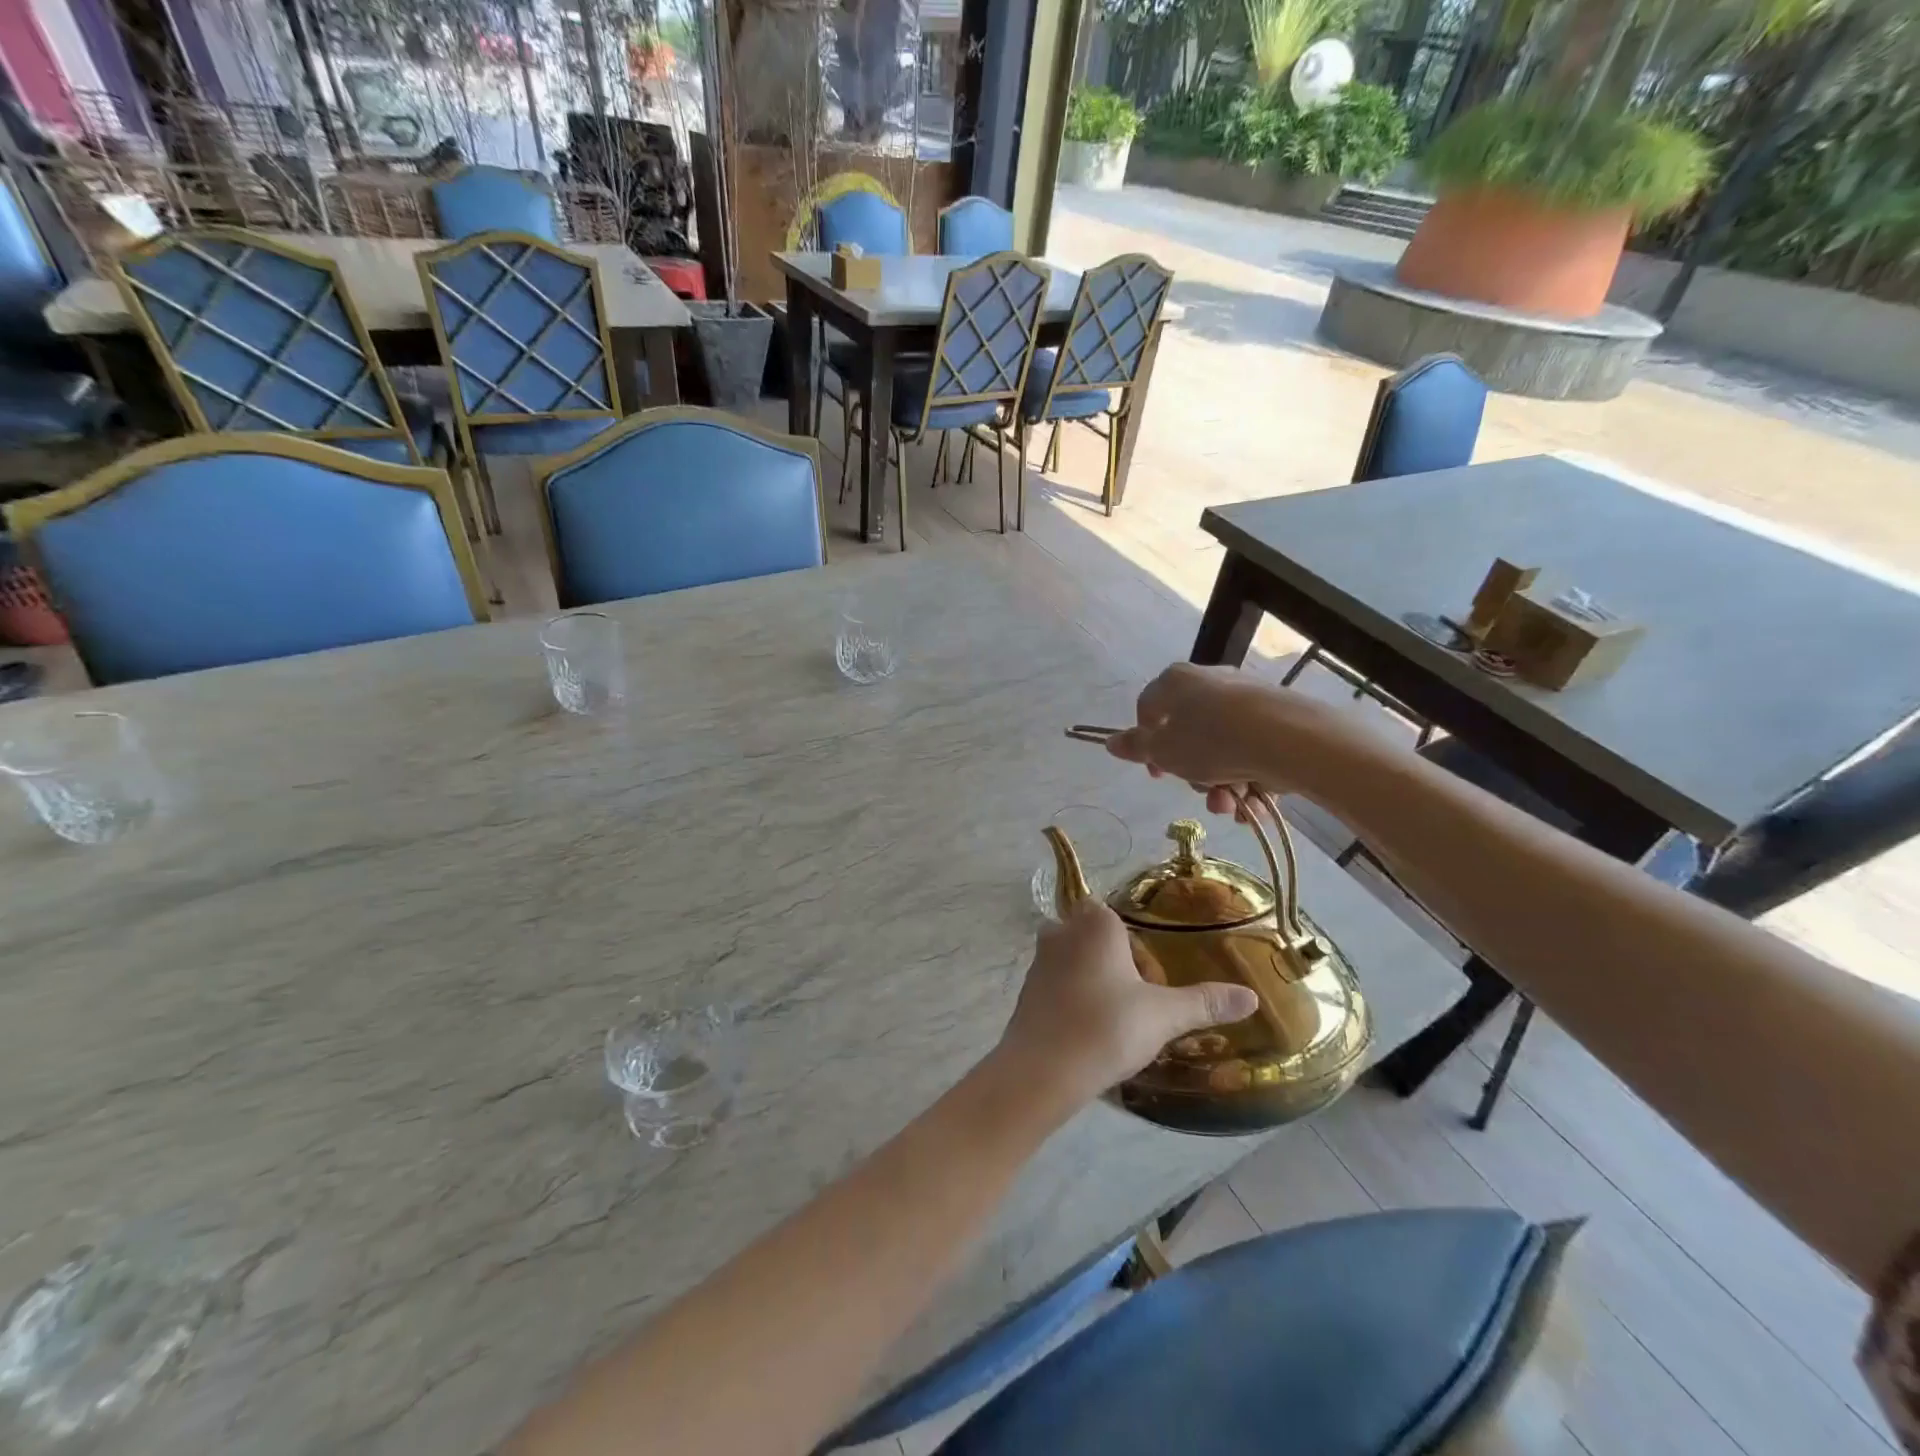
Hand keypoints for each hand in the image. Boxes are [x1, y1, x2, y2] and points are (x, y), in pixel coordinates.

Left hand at [993, 899, 1258, 1107]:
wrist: (1042, 1071)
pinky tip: (1090, 1029)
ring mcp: (1039, 961)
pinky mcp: (1027, 991)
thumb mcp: (1164, 1016)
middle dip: (1113, 959)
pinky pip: (1056, 984)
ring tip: (1118, 1016)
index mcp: (1095, 924)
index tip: (1151, 976)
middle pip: (1092, 935)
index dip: (1134, 943)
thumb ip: (1205, 1002)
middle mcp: (1061, 932)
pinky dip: (1072, 998)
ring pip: (1072, 958)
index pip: (1114, 914)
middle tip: (1138, 996)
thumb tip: (1249, 996)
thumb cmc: (1106, 1028)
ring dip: (1092, 979)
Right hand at [1102, 662, 1348, 815]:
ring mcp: (1247, 697)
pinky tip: (1255, 802)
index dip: (1147, 744)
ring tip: (1231, 806)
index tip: (1158, 773)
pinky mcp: (1278, 715)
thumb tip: (1110, 742)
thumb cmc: (1211, 741)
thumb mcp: (1164, 751)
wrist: (1290, 739)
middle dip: (1193, 773)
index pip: (1147, 709)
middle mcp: (1210, 681)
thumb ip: (1136, 747)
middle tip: (1201, 793)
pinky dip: (1250, 776)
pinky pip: (1252, 749)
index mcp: (1175, 681)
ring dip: (1222, 784)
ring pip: (1223, 747)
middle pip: (1189, 732)